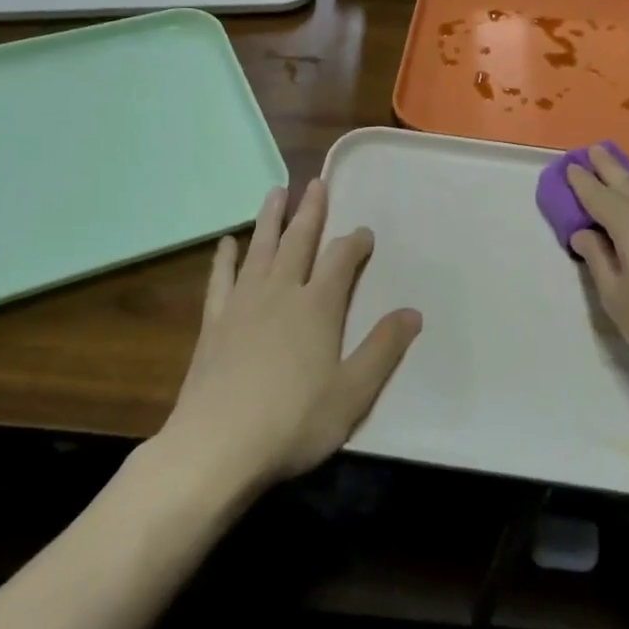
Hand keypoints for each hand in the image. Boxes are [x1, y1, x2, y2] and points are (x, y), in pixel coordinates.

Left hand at [155, 179, 421, 492]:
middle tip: (316, 182)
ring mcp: (243, 304)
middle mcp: (281, 293)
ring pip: (260, 249)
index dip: (355, 242)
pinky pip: (221, 279)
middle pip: (299, 241)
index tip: (364, 233)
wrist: (217, 445)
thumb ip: (383, 348)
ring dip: (270, 218)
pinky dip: (225, 258)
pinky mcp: (214, 322)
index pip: (341, 260)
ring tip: (276, 191)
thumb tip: (413, 312)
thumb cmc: (294, 421)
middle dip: (311, 211)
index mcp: (318, 307)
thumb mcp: (353, 392)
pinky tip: (228, 242)